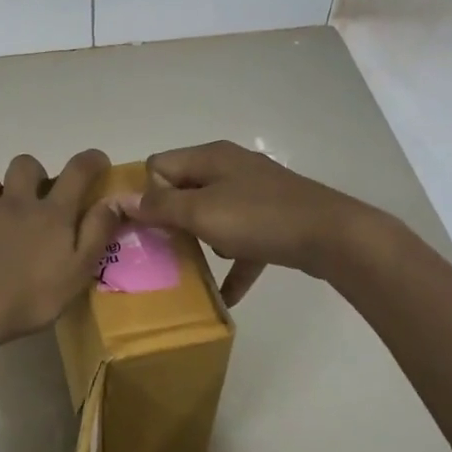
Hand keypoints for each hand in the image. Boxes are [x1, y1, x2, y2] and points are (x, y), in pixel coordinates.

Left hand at [0, 149, 121, 350]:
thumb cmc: (32, 296)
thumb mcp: (79, 270)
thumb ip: (97, 233)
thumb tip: (113, 201)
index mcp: (49, 213)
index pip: (76, 173)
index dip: (90, 161)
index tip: (97, 161)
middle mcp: (13, 204)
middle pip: (23, 165)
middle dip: (31, 171)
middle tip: (34, 194)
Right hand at [137, 141, 374, 304]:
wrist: (332, 236)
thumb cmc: (259, 218)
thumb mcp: (201, 212)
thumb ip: (159, 206)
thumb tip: (119, 198)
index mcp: (210, 157)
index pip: (160, 165)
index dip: (146, 193)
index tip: (142, 226)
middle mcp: (231, 168)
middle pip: (185, 190)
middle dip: (170, 220)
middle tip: (156, 251)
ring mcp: (255, 194)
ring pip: (213, 215)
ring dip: (201, 240)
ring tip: (187, 269)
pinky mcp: (274, 220)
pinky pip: (243, 241)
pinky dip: (233, 263)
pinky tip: (224, 295)